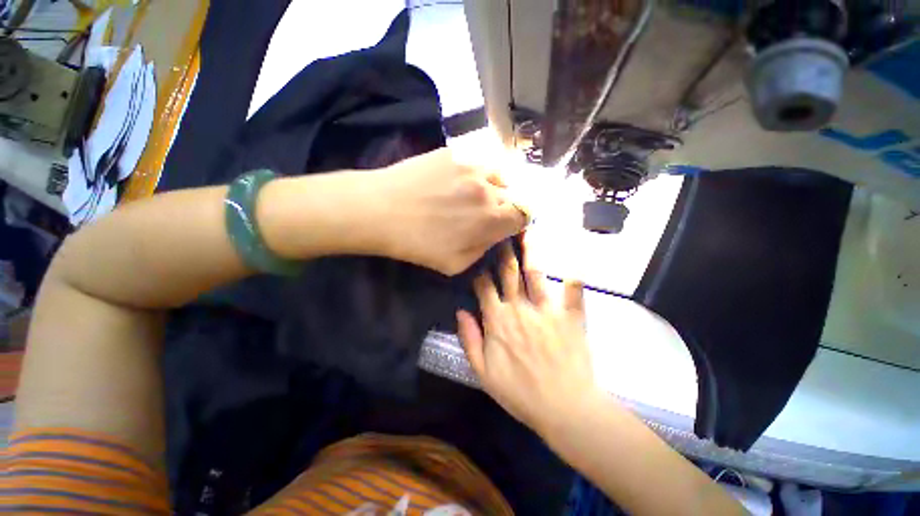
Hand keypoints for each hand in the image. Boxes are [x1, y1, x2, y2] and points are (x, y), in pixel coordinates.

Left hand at [373, 147, 526, 275]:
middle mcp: (489, 189)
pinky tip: (458, 180)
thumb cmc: (417, 244)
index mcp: (491, 219)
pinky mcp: (455, 153)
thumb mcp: (455, 264)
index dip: (518, 221)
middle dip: (505, 205)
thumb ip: (483, 250)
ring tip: (475, 193)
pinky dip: (476, 173)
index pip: (524, 215)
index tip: (507, 224)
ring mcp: (472, 166)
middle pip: (514, 194)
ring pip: (499, 174)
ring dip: (494, 186)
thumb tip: (494, 235)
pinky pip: (478, 162)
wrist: (380, 210)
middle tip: (486, 212)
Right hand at [456, 242, 601, 436]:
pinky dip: (573, 280)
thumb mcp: (483, 372)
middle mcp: (520, 308)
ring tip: (528, 232)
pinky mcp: (570, 317)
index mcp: (498, 320)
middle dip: (503, 251)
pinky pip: (573, 293)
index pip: (484, 286)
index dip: (479, 271)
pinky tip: (574, 266)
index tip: (478, 258)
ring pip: (535, 273)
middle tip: (501, 231)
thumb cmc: (520, 392)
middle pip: (508, 272)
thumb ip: (469, 339)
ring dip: (531, 252)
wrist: (563, 408)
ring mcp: (547, 310)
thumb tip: (460, 311)